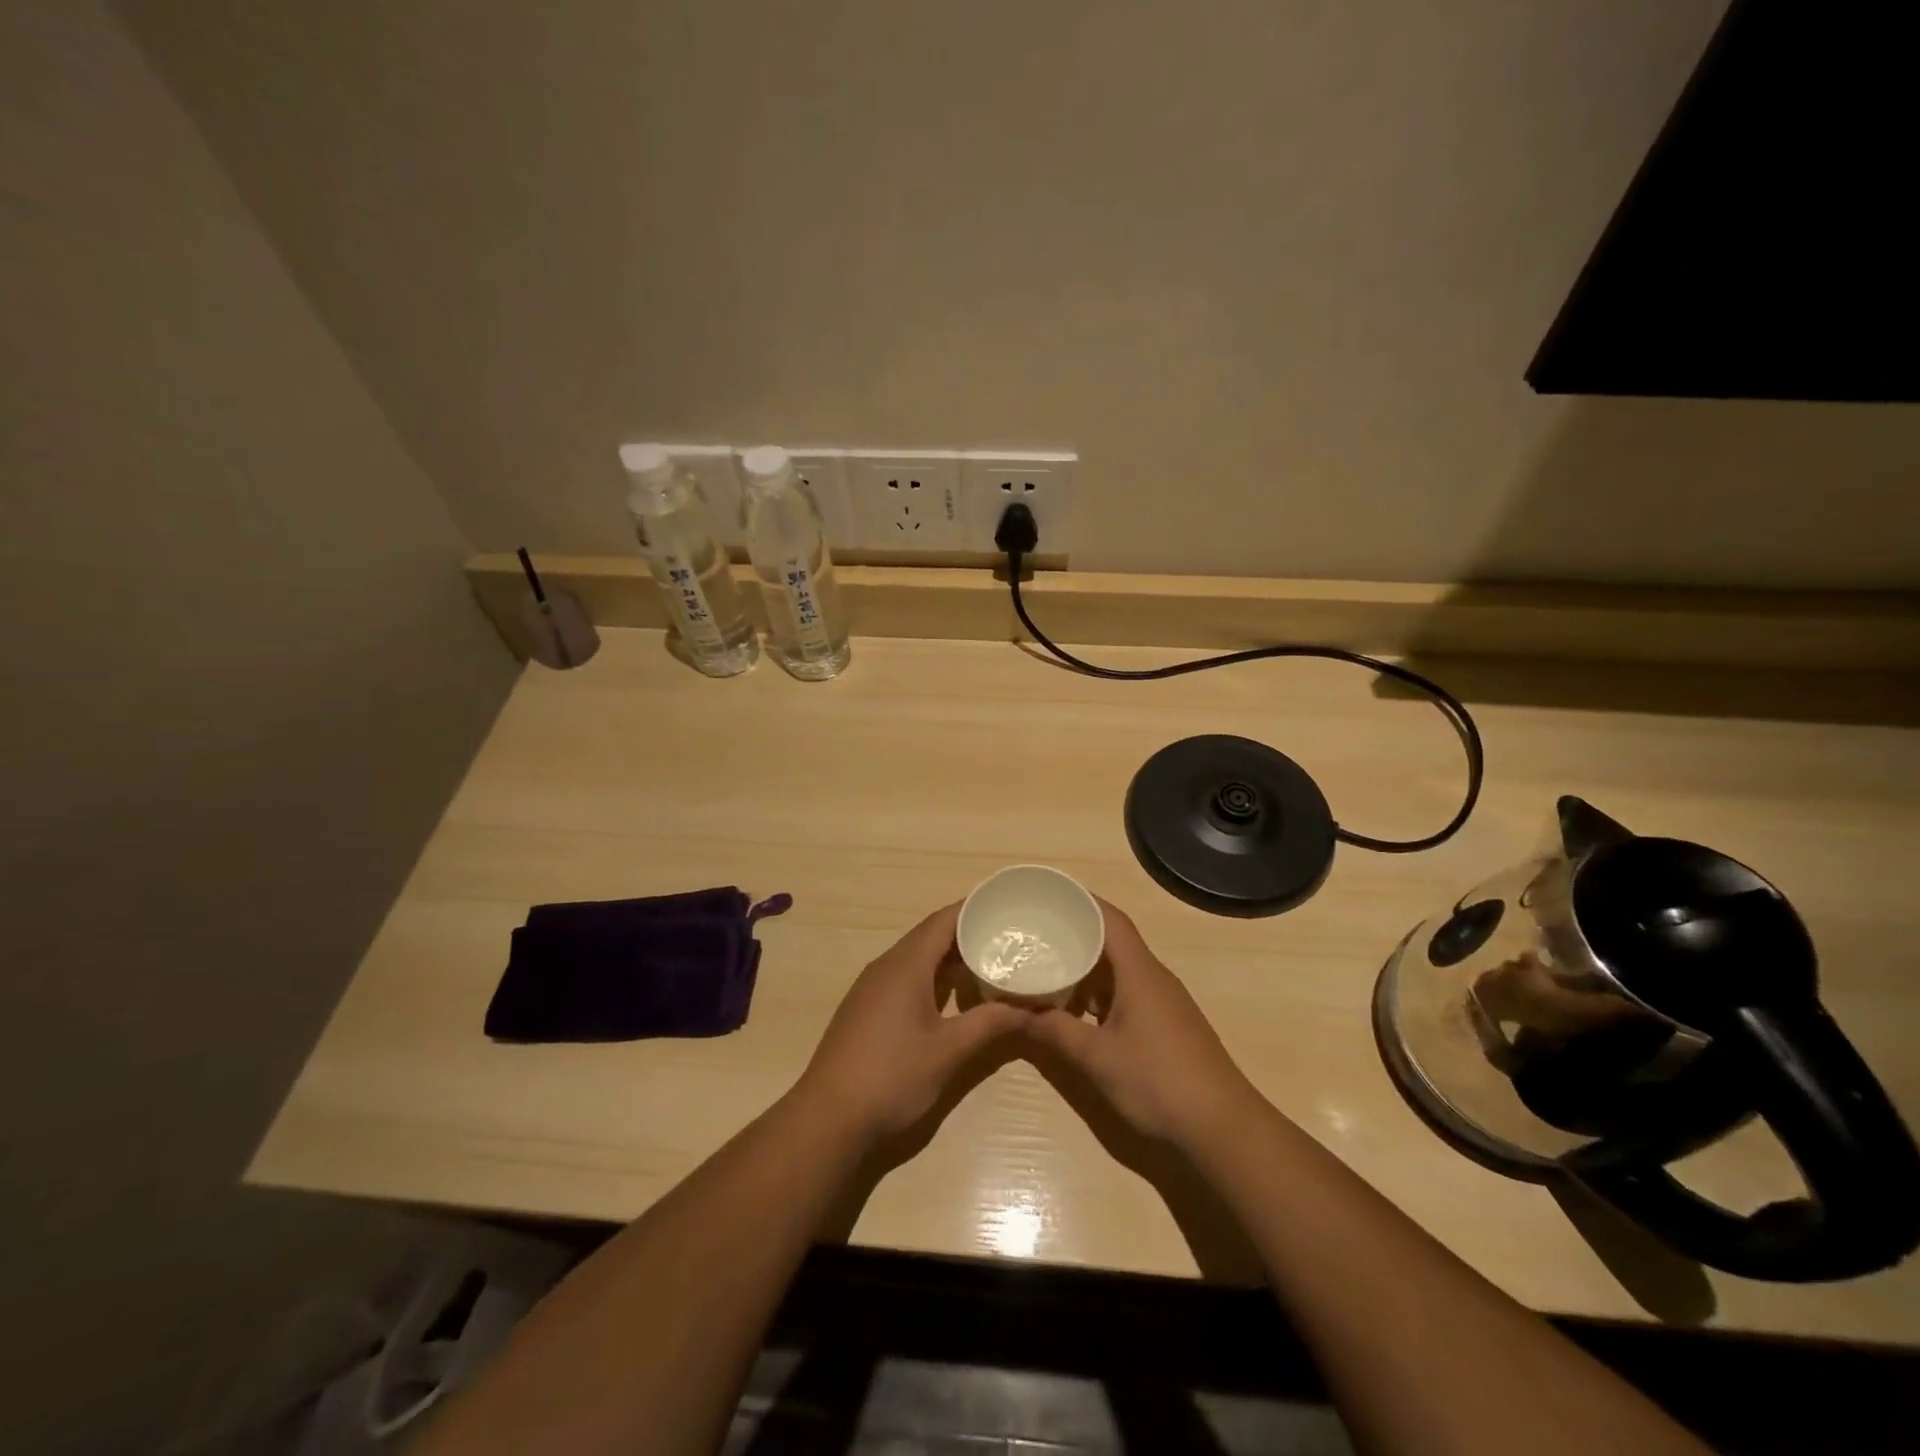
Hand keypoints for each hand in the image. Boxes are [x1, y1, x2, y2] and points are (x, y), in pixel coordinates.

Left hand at [791, 904, 1026, 1145]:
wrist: (828, 1118)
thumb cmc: (892, 1077)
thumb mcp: (949, 1051)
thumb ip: (990, 1024)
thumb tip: (1030, 1008)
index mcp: (906, 965)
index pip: (944, 920)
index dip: (974, 909)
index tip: (1007, 906)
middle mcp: (886, 966)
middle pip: (930, 935)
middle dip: (968, 933)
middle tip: (1007, 937)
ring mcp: (871, 988)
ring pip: (917, 957)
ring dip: (950, 957)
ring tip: (988, 962)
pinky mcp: (866, 1009)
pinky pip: (904, 976)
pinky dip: (932, 976)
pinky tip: (951, 995)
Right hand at [1023, 900, 1257, 1149]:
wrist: (1223, 1128)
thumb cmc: (1158, 1081)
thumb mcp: (1096, 1057)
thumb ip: (1054, 1030)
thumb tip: (1013, 1010)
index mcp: (1140, 971)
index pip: (1110, 919)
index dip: (1081, 901)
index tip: (1047, 896)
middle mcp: (1153, 978)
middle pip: (1113, 941)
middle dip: (1076, 934)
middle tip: (1036, 934)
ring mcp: (1163, 1003)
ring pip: (1119, 971)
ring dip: (1087, 968)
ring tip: (1048, 969)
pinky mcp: (1167, 1026)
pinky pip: (1127, 993)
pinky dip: (1100, 994)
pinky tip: (1077, 1013)